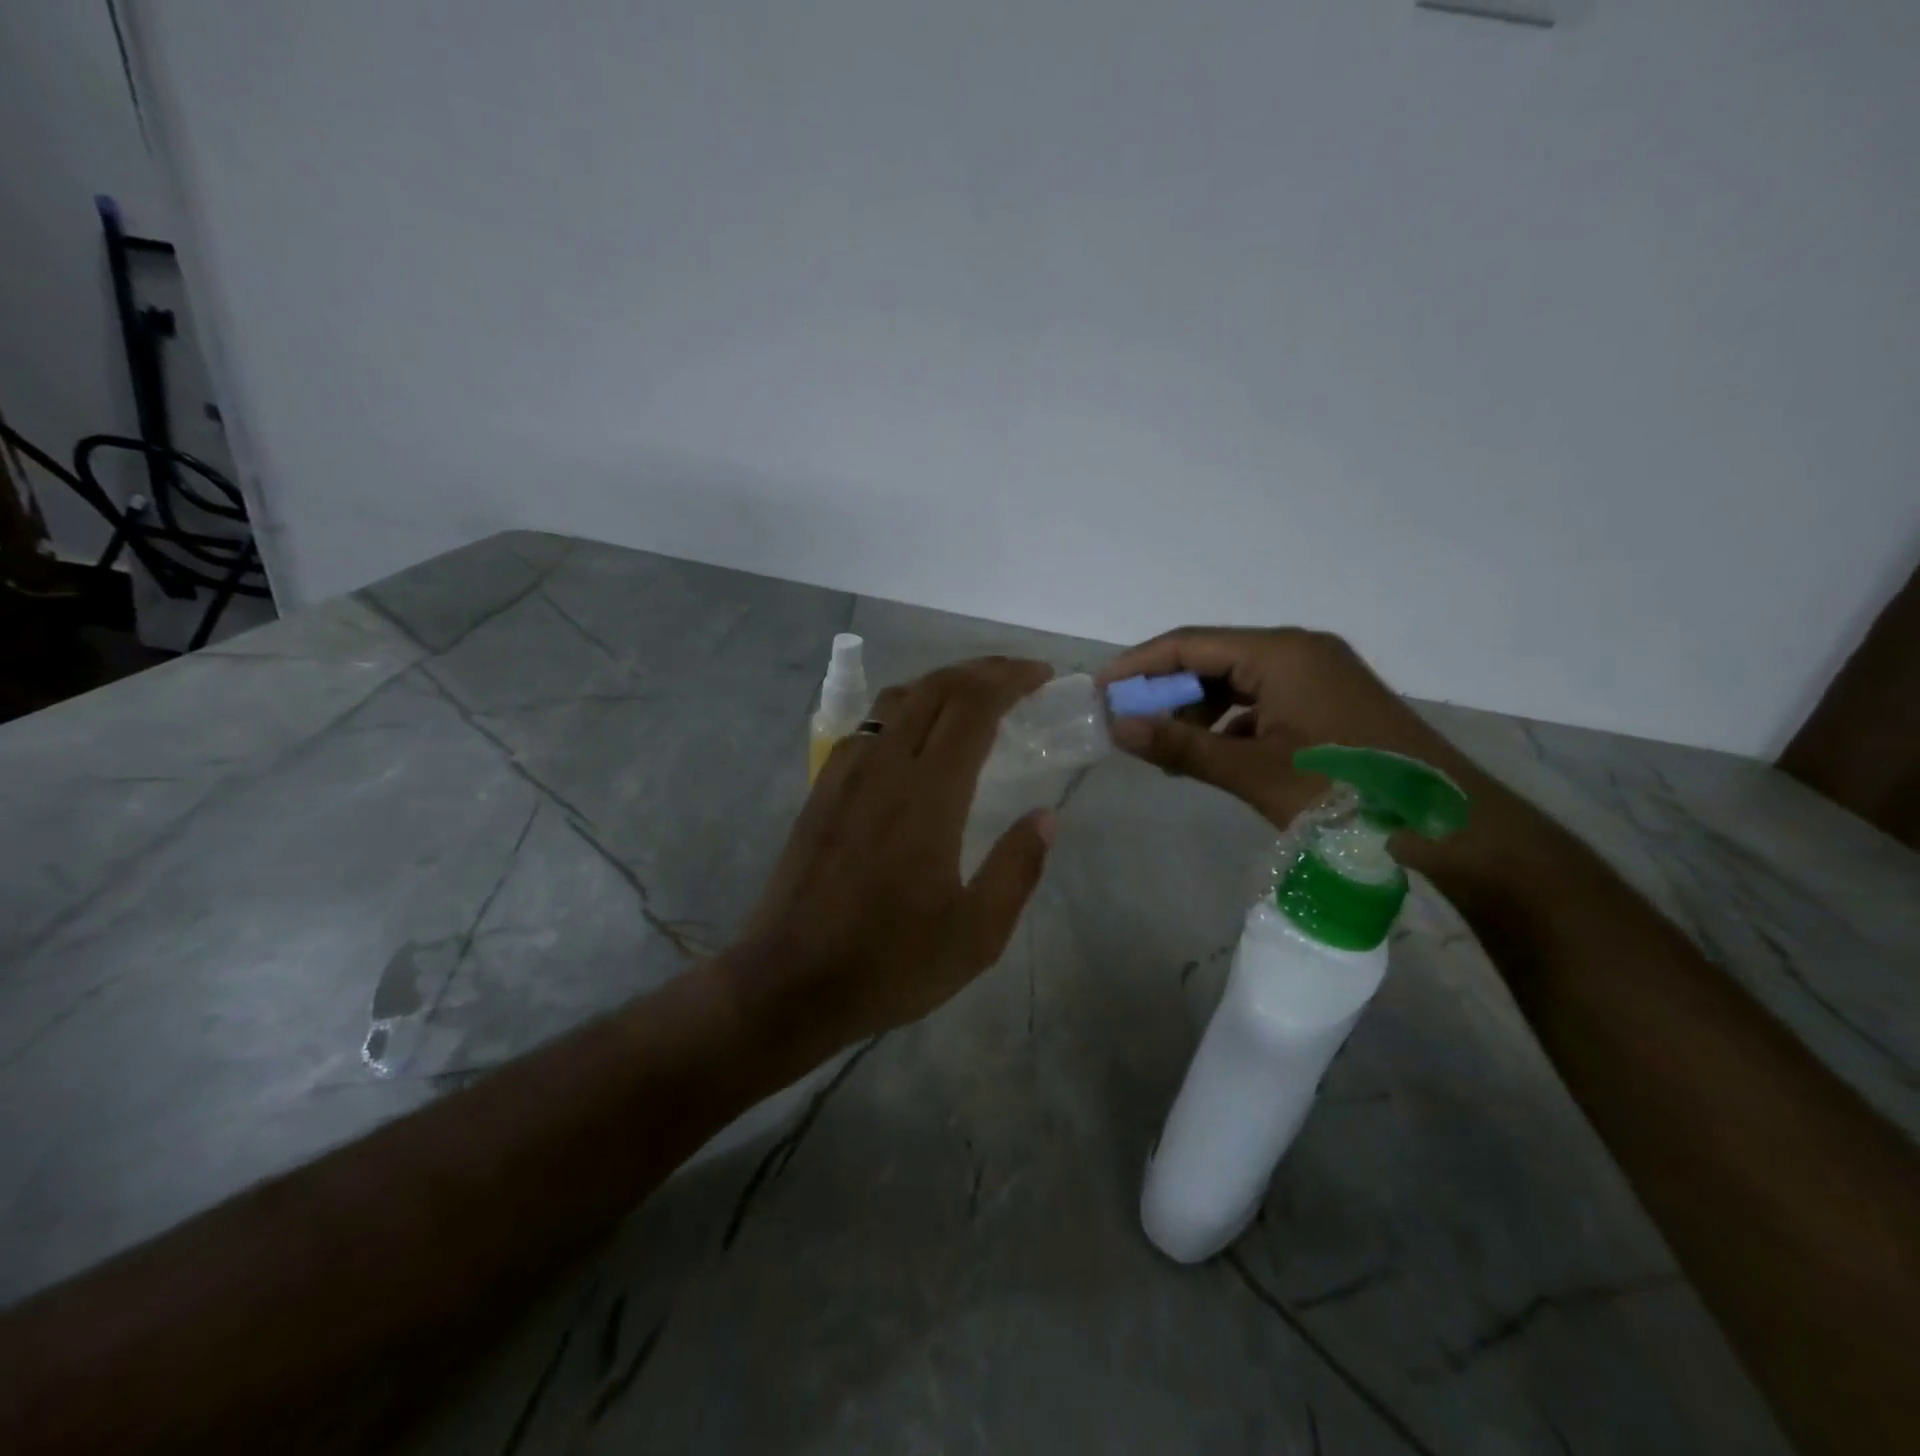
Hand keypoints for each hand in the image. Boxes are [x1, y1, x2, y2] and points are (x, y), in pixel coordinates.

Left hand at [727, 656, 1057, 1058]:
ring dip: (941, 684)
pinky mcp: (822, 789)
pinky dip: (904, 710)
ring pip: (896, 699)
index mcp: (927, 795)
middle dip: (982, 670)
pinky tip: (915, 737)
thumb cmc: (889, 963)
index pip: (973, 707)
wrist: (789, 983)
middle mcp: (884, 767)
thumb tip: (1045, 816)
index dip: (1010, 680)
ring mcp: (845, 774)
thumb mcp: (976, 934)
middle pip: (935, 688)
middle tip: (1019, 677)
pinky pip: (867, 726)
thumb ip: (1017, 869)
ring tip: (974, 697)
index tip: (1042, 676)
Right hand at [1096, 627, 1474, 830]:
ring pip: (1237, 683)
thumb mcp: (1252, 772)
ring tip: (1166, 750)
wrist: (1452, 827)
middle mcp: (1299, 651)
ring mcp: (1318, 675)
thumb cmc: (1346, 794)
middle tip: (1127, 726)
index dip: (1139, 665)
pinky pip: (1262, 702)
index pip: (1190, 643)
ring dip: (1197, 712)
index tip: (1100, 691)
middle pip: (1212, 659)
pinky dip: (1230, 725)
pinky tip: (1213, 757)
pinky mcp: (1329, 702)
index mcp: (1281, 653)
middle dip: (1165, 691)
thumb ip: (1181, 746)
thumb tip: (1117, 728)